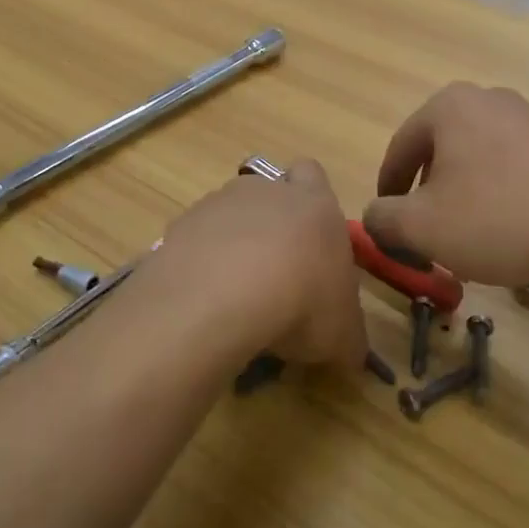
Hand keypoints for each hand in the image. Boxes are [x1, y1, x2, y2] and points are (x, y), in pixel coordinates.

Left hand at [150, 160, 365, 370]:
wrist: (221, 299)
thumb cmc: (301, 304)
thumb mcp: (343, 336)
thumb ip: (349, 337)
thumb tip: (349, 352)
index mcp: (314, 203)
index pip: (313, 175)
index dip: (312, 201)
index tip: (311, 241)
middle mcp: (265, 191)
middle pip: (267, 195)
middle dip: (270, 229)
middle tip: (275, 279)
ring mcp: (217, 204)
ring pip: (227, 218)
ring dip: (231, 247)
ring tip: (233, 298)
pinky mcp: (179, 227)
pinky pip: (193, 243)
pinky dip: (198, 266)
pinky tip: (201, 303)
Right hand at [365, 83, 528, 290]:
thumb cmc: (501, 218)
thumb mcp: (423, 228)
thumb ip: (382, 220)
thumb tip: (375, 217)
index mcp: (447, 106)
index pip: (398, 151)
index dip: (387, 194)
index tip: (388, 228)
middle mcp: (486, 99)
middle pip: (437, 153)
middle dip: (427, 197)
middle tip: (427, 236)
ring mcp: (527, 117)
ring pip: (474, 161)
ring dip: (462, 198)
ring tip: (469, 239)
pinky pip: (510, 167)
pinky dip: (498, 196)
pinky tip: (511, 230)